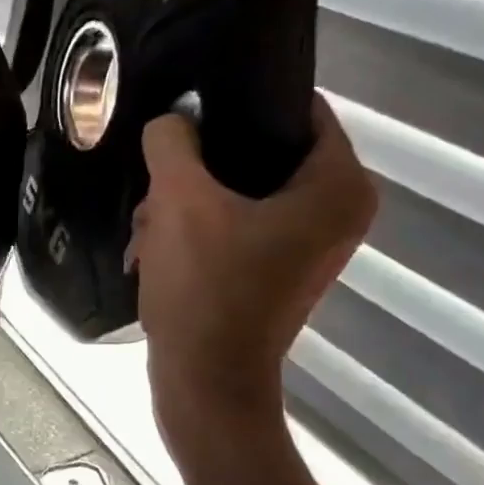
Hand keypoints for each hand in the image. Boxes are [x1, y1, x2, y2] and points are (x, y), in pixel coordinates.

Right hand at [127, 94, 375, 447]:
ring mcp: (305, 246)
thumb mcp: (180, 202)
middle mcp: (335, 211)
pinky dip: (193, 234)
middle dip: (196, 171)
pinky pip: (234, 228)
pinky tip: (153, 251)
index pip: (296, 108)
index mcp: (337, 186)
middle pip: (258, 155)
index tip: (188, 113)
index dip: (239, 103)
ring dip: (184, 206)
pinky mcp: (274, 272)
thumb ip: (172, 142)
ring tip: (146, 233)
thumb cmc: (206, 288)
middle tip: (155, 194)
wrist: (205, 381)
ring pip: (237, 194)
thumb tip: (171, 122)